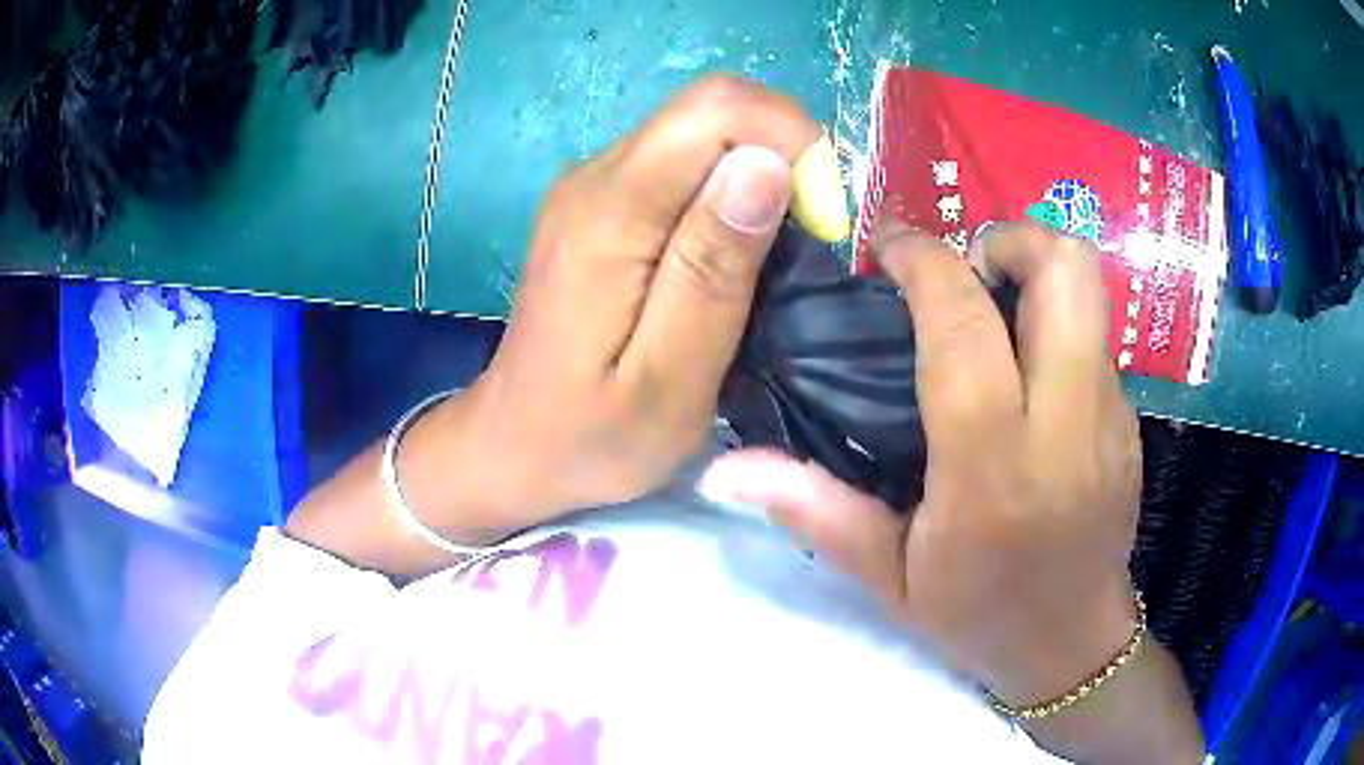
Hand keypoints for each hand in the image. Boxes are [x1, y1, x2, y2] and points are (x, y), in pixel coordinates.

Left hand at [404, 76, 820, 544]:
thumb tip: (767, 165)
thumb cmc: (593, 436)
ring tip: (766, 263)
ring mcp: (591, 186)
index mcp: (612, 211)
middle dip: (781, 158)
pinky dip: (726, 194)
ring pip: (700, 134)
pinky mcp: (598, 204)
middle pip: (711, 111)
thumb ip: (714, 268)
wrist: (514, 445)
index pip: (718, 109)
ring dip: (757, 178)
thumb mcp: (671, 378)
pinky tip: (726, 257)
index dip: (790, 142)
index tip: (817, 222)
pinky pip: (680, 165)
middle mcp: (596, 176)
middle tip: (800, 247)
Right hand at [701, 221, 1142, 705]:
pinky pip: (1096, 333)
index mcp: (994, 470)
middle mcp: (1066, 426)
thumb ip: (814, 511)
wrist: (1072, 645)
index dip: (925, 261)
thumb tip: (724, 469)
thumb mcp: (887, 579)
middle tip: (966, 267)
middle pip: (1065, 271)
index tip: (889, 248)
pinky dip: (1056, 321)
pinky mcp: (1131, 418)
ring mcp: (1111, 416)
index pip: (965, 327)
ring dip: (1037, 269)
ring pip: (1091, 288)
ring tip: (993, 306)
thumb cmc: (979, 616)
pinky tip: (1025, 369)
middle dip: (1009, 239)